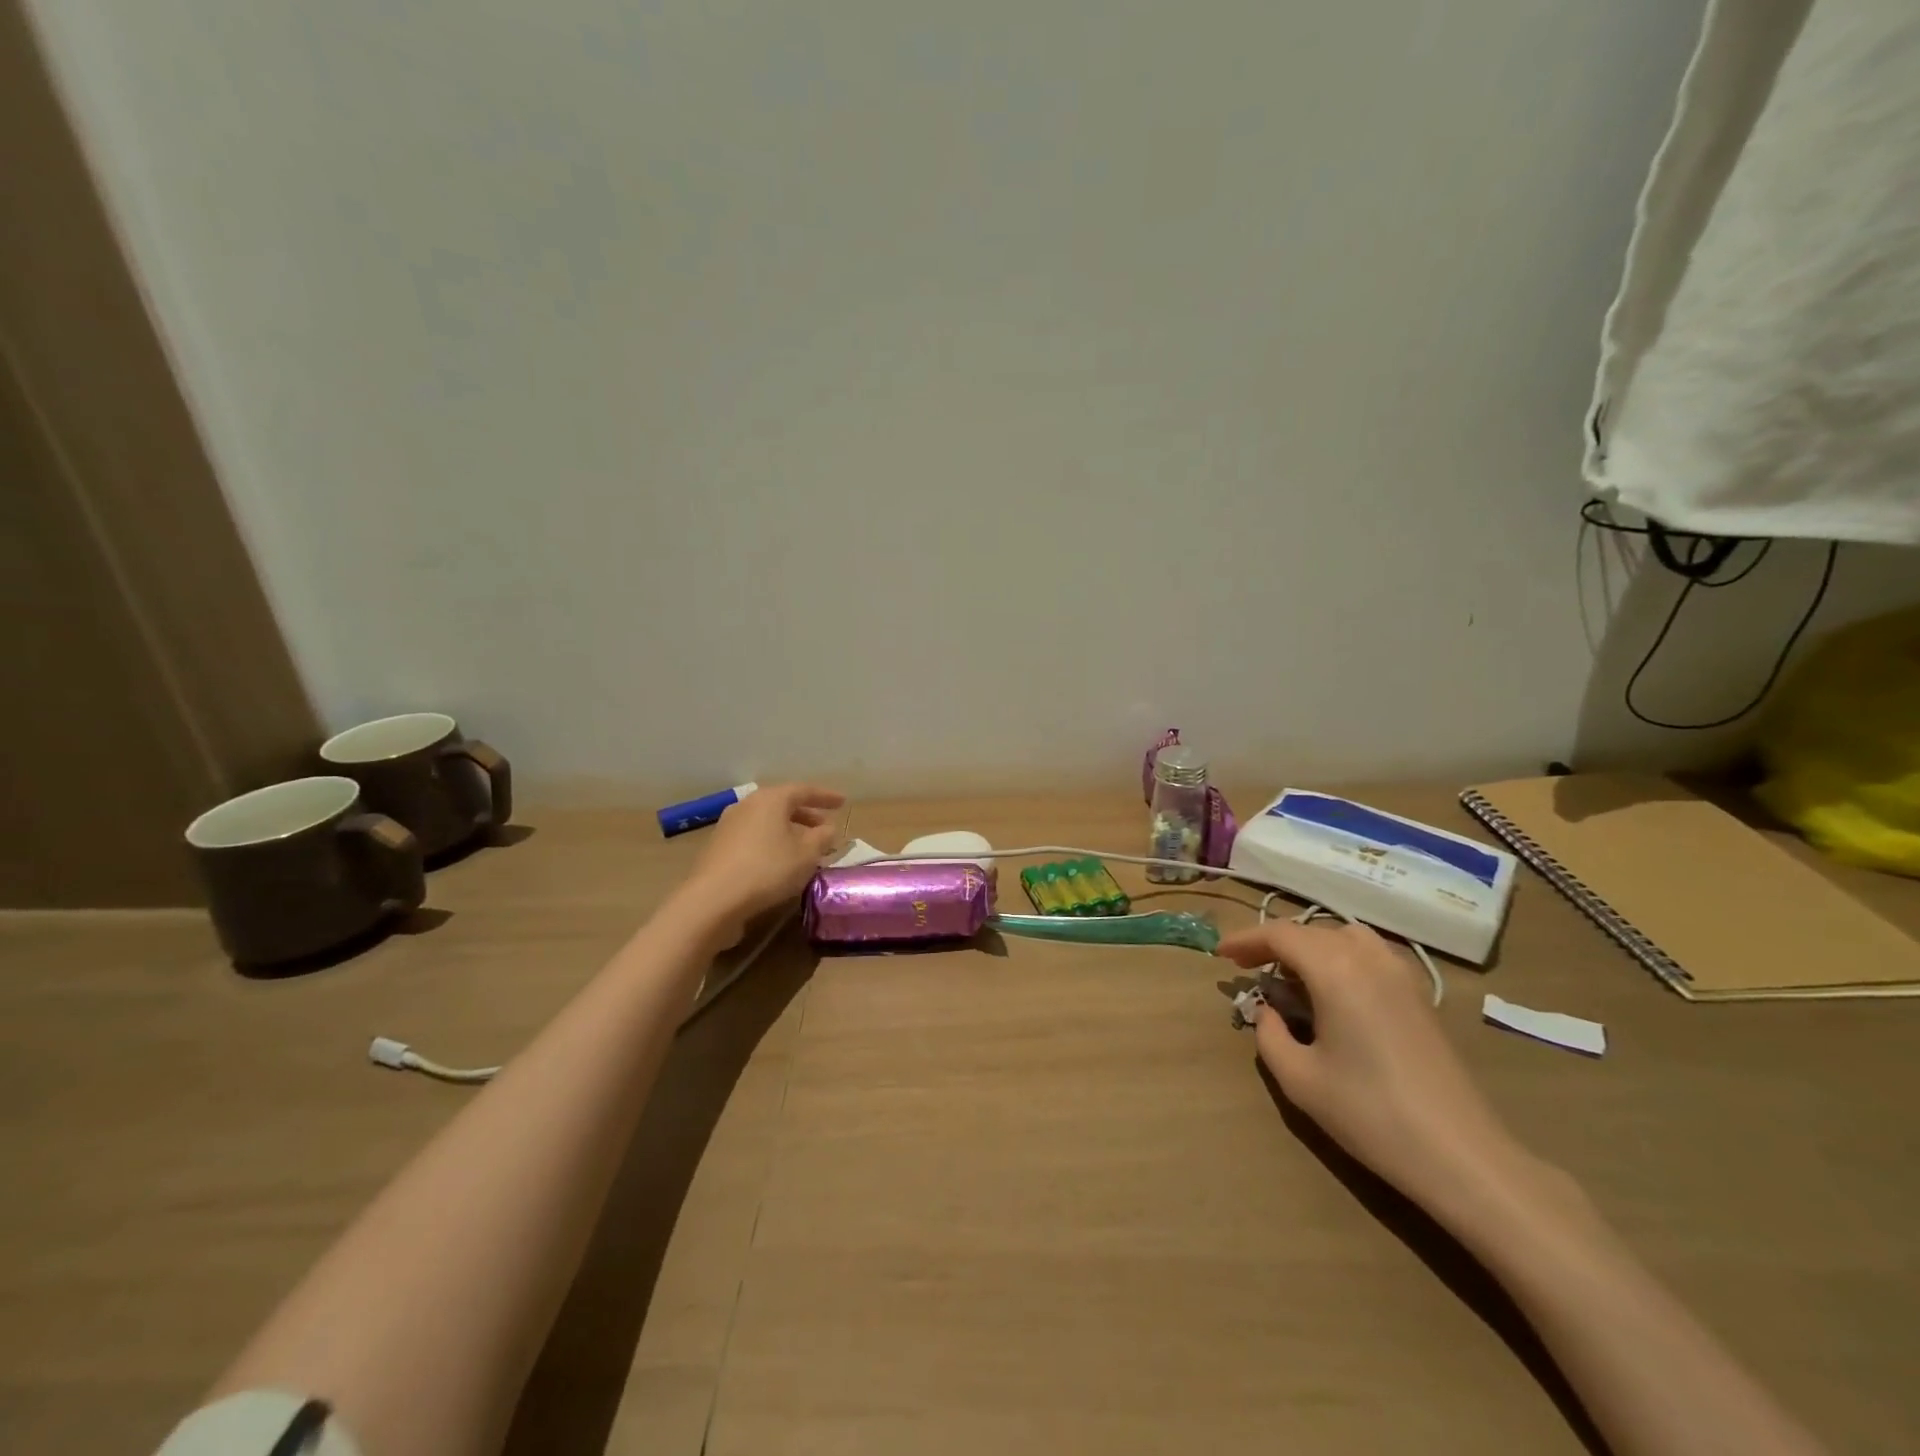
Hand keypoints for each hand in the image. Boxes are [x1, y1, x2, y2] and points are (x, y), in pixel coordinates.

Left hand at [679, 783, 844, 938]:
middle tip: (825, 827)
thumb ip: (822, 838)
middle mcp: (748, 805)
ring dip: (788, 831)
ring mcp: (729, 825)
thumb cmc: (768, 869)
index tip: (843, 802)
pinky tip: (780, 861)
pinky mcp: (718, 847)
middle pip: (782, 804)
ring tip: (805, 847)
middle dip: (806, 815)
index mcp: (771, 799)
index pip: (804, 790)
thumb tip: (828, 828)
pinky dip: (771, 842)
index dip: (826, 796)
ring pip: (767, 821)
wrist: (713, 899)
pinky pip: (754, 836)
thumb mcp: (806, 855)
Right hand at [1217, 919, 1530, 1215]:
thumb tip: (1268, 1012)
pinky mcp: (1421, 995)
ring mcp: (1402, 974)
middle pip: (1312, 931)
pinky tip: (1335, 993)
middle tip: (1251, 969)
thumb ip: (1270, 1035)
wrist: (1461, 1156)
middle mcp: (1369, 958)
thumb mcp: (1300, 1079)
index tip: (1221, 955)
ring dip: (1312, 947)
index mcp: (1336, 970)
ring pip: (1345, 936)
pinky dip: (1342, 958)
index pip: (1280, 935)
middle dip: (1276, 945)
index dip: (1246, 940)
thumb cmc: (1370, 1114)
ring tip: (1293, 977)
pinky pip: (1370, 955)